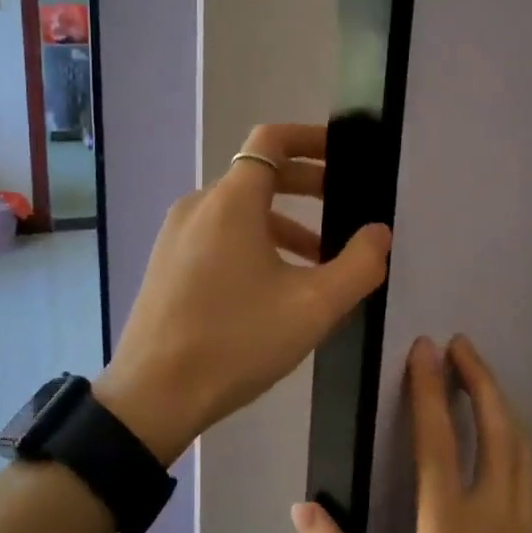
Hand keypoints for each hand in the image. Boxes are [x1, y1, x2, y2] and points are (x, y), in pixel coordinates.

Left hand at [93, 123, 391, 462]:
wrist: (153, 394)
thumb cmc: (236, 342)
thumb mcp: (313, 307)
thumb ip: (358, 265)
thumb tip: (378, 233)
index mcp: (230, 201)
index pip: (271, 140)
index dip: (310, 139)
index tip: (343, 157)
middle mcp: (198, 205)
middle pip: (258, 174)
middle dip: (306, 185)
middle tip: (345, 208)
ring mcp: (176, 234)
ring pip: (238, 210)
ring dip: (282, 222)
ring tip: (319, 259)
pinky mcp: (167, 262)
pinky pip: (217, 234)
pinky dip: (252, 241)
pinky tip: (274, 284)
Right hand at [292, 335, 531, 532]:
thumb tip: (302, 508)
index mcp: (449, 518)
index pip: (437, 437)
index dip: (429, 388)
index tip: (423, 348)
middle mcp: (492, 505)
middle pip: (493, 425)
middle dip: (477, 378)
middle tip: (460, 343)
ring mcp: (524, 518)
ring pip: (518, 443)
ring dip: (499, 401)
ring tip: (481, 374)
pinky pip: (530, 469)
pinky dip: (516, 437)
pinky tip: (508, 435)